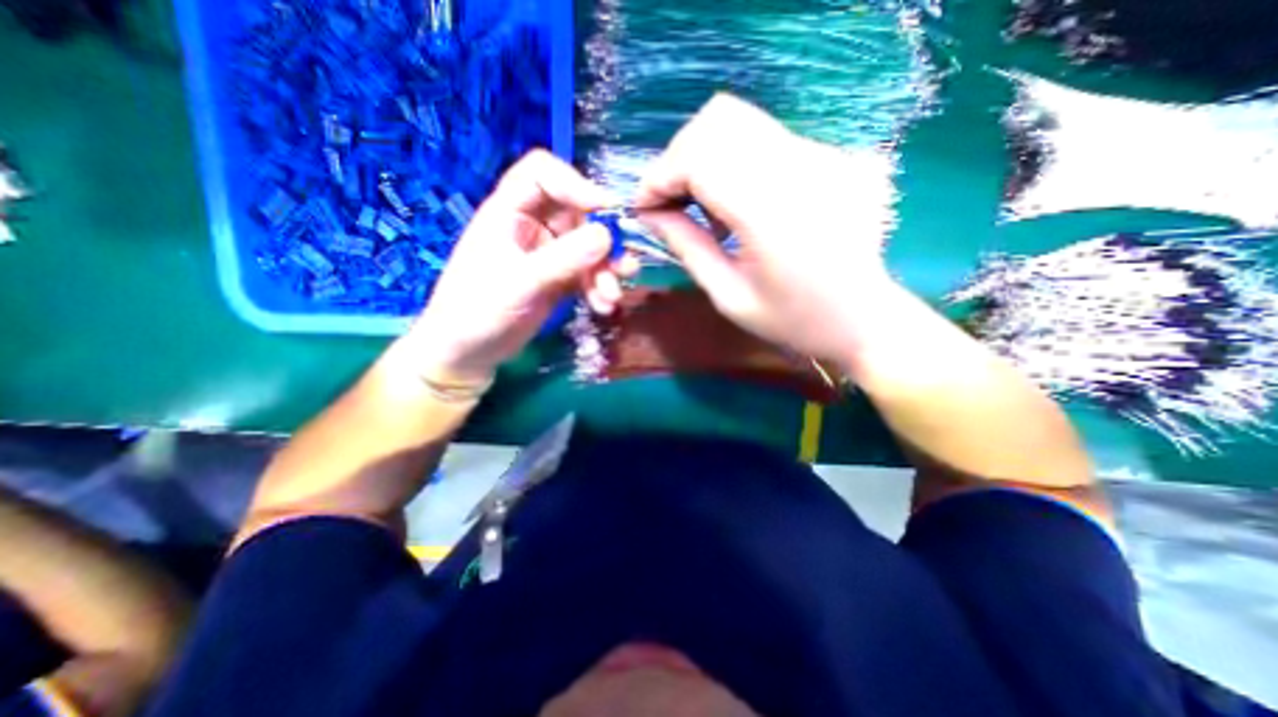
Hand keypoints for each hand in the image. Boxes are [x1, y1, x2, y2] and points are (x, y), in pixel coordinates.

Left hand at [394, 148, 624, 385]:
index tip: (607, 210)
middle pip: (578, 214)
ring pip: (589, 248)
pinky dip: (599, 288)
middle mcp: (532, 226)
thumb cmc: (477, 311)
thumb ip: (562, 259)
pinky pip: (588, 274)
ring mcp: (549, 254)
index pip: (543, 174)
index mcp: (509, 211)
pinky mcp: (560, 279)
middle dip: (605, 240)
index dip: (576, 184)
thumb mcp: (519, 283)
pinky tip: (603, 306)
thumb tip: (607, 235)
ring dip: (606, 270)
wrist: (469, 353)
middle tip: (624, 264)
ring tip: (613, 296)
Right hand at [637, 92, 896, 361]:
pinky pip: (762, 137)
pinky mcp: (828, 154)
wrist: (862, 318)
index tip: (644, 207)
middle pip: (716, 122)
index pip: (699, 158)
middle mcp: (798, 168)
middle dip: (677, 160)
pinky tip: (735, 202)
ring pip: (738, 119)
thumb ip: (686, 247)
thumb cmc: (792, 320)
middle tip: (670, 204)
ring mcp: (820, 154)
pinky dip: (731, 159)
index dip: (659, 177)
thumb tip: (649, 214)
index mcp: (771, 213)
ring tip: (702, 205)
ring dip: (703, 156)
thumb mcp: (728, 296)